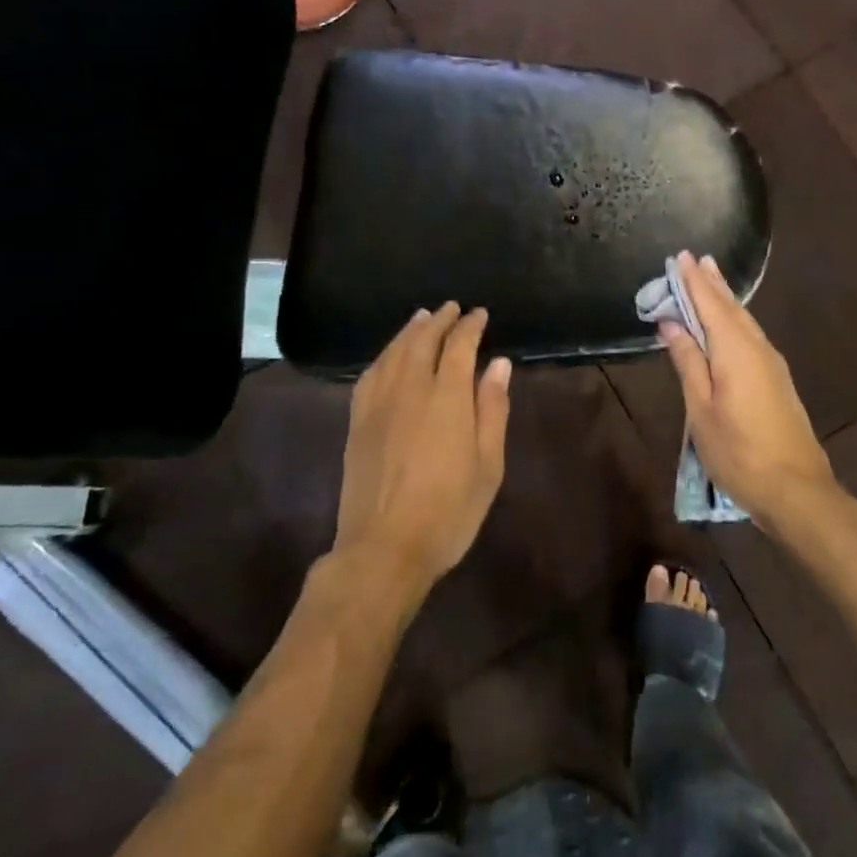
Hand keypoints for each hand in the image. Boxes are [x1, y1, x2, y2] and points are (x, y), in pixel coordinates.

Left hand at [335, 303, 512, 596]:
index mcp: (447, 399)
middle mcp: (410, 391)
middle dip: (439, 320)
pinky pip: (369, 375)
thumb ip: (492, 410)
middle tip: (452, 308)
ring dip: (410, 331)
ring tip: (422, 318)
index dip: (470, 326)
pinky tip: (389, 356)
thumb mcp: (488, 466)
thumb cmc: (449, 512)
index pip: (459, 346)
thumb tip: (498, 364)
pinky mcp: (358, 422)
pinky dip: (383, 356)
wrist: (384, 549)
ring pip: (393, 353)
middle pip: (422, 341)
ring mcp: (378, 405)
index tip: (480, 314)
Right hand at [658, 253, 844, 534]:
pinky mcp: (778, 379)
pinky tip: (730, 323)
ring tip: (710, 279)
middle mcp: (758, 348)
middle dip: (712, 283)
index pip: (710, 305)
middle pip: (731, 308)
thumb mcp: (701, 409)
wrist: (796, 488)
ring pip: (745, 321)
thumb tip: (671, 323)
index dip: (694, 281)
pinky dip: (735, 320)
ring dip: (725, 299)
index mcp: (735, 351)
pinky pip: (752, 336)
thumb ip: (688, 362)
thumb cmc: (738, 451)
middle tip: (696, 259)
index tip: (680, 256)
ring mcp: (773, 364)